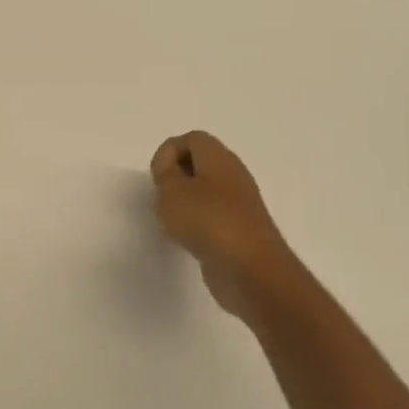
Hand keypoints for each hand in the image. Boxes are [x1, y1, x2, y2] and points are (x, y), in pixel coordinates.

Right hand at [150, 131, 303, 323]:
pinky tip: (190, 239)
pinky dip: (199, 222)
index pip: (192, 139)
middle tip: (164, 197)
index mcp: (219, 157)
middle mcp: (233, 175)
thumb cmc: (208, 221)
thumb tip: (172, 171)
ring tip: (174, 220)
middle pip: (200, 162)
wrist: (251, 270)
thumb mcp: (172, 191)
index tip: (158, 178)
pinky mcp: (241, 229)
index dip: (169, 152)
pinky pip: (215, 214)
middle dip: (177, 177)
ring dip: (186, 202)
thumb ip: (166, 174)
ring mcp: (240, 203)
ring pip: (207, 190)